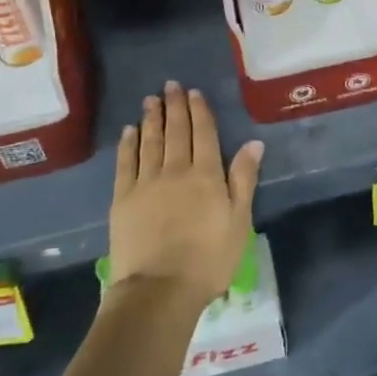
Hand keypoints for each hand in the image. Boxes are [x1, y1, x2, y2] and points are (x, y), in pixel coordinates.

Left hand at [107, 82, 262, 307]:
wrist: (159, 289)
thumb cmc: (209, 259)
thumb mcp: (239, 221)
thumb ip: (243, 179)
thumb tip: (253, 143)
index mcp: (206, 175)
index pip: (203, 134)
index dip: (199, 111)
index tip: (194, 93)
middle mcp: (175, 170)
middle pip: (176, 132)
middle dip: (174, 107)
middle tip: (170, 86)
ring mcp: (145, 183)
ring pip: (150, 142)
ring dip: (151, 119)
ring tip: (151, 101)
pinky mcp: (123, 199)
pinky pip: (126, 163)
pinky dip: (128, 144)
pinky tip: (129, 132)